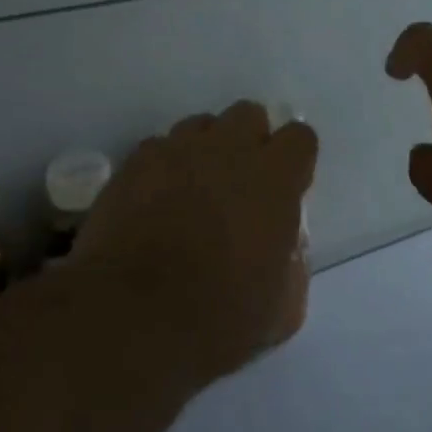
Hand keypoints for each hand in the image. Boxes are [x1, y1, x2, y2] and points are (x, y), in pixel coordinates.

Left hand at [75, 101, 317, 386]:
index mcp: (274, 179)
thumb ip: (292, 263)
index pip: (299, 136)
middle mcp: (228, 150)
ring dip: (205, 149)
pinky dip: (163, 167)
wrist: (132, 317)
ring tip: (194, 188)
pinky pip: (158, 148)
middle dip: (249, 140)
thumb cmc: (219, 316)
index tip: (286, 186)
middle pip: (248, 114)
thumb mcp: (282, 307)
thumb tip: (283, 247)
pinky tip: (155, 200)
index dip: (295, 159)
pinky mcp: (134, 163)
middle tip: (240, 182)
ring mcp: (176, 150)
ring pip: (200, 125)